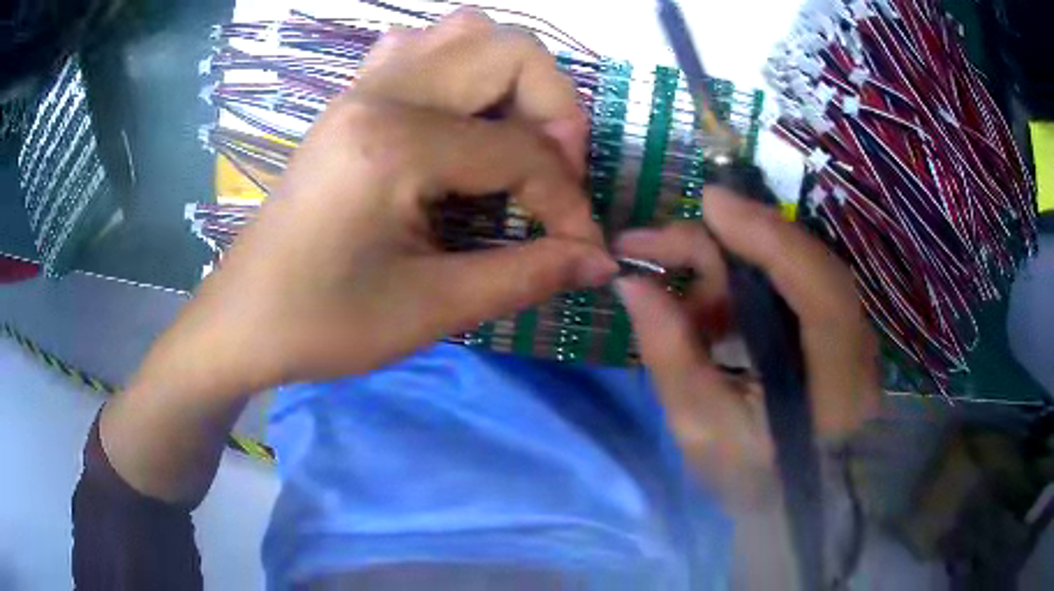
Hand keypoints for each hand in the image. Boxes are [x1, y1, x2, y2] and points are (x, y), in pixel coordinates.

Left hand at [140, 11, 617, 397]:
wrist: (242, 320)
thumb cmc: (321, 324)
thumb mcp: (431, 310)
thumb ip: (527, 276)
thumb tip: (601, 261)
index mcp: (394, 143)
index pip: (521, 152)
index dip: (568, 205)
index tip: (583, 251)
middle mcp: (381, 92)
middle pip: (510, 51)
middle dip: (557, 112)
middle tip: (555, 175)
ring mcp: (362, 86)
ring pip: (467, 34)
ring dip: (512, 81)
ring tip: (516, 142)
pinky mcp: (351, 99)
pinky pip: (422, 50)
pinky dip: (462, 72)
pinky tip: (459, 120)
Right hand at [614, 188, 880, 507]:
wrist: (797, 501)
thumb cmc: (753, 481)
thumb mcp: (702, 432)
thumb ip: (671, 357)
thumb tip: (633, 284)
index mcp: (837, 388)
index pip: (821, 293)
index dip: (771, 239)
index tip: (711, 203)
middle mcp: (857, 348)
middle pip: (802, 264)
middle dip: (725, 242)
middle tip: (650, 244)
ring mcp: (850, 332)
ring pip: (789, 267)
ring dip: (724, 268)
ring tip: (669, 297)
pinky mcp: (834, 326)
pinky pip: (785, 283)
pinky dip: (738, 286)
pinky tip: (702, 311)